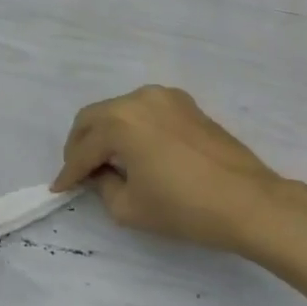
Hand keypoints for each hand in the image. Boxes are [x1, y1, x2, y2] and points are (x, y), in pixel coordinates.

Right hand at [52, 86, 283, 252]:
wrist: (247, 201)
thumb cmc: (184, 207)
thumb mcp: (130, 208)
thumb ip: (104, 186)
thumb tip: (102, 174)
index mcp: (120, 121)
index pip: (84, 148)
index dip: (68, 172)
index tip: (59, 189)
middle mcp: (140, 98)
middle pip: (95, 117)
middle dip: (81, 145)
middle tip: (78, 172)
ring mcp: (167, 97)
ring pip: (120, 110)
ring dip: (106, 133)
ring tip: (107, 163)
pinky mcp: (187, 105)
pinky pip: (146, 111)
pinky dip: (132, 128)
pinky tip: (136, 151)